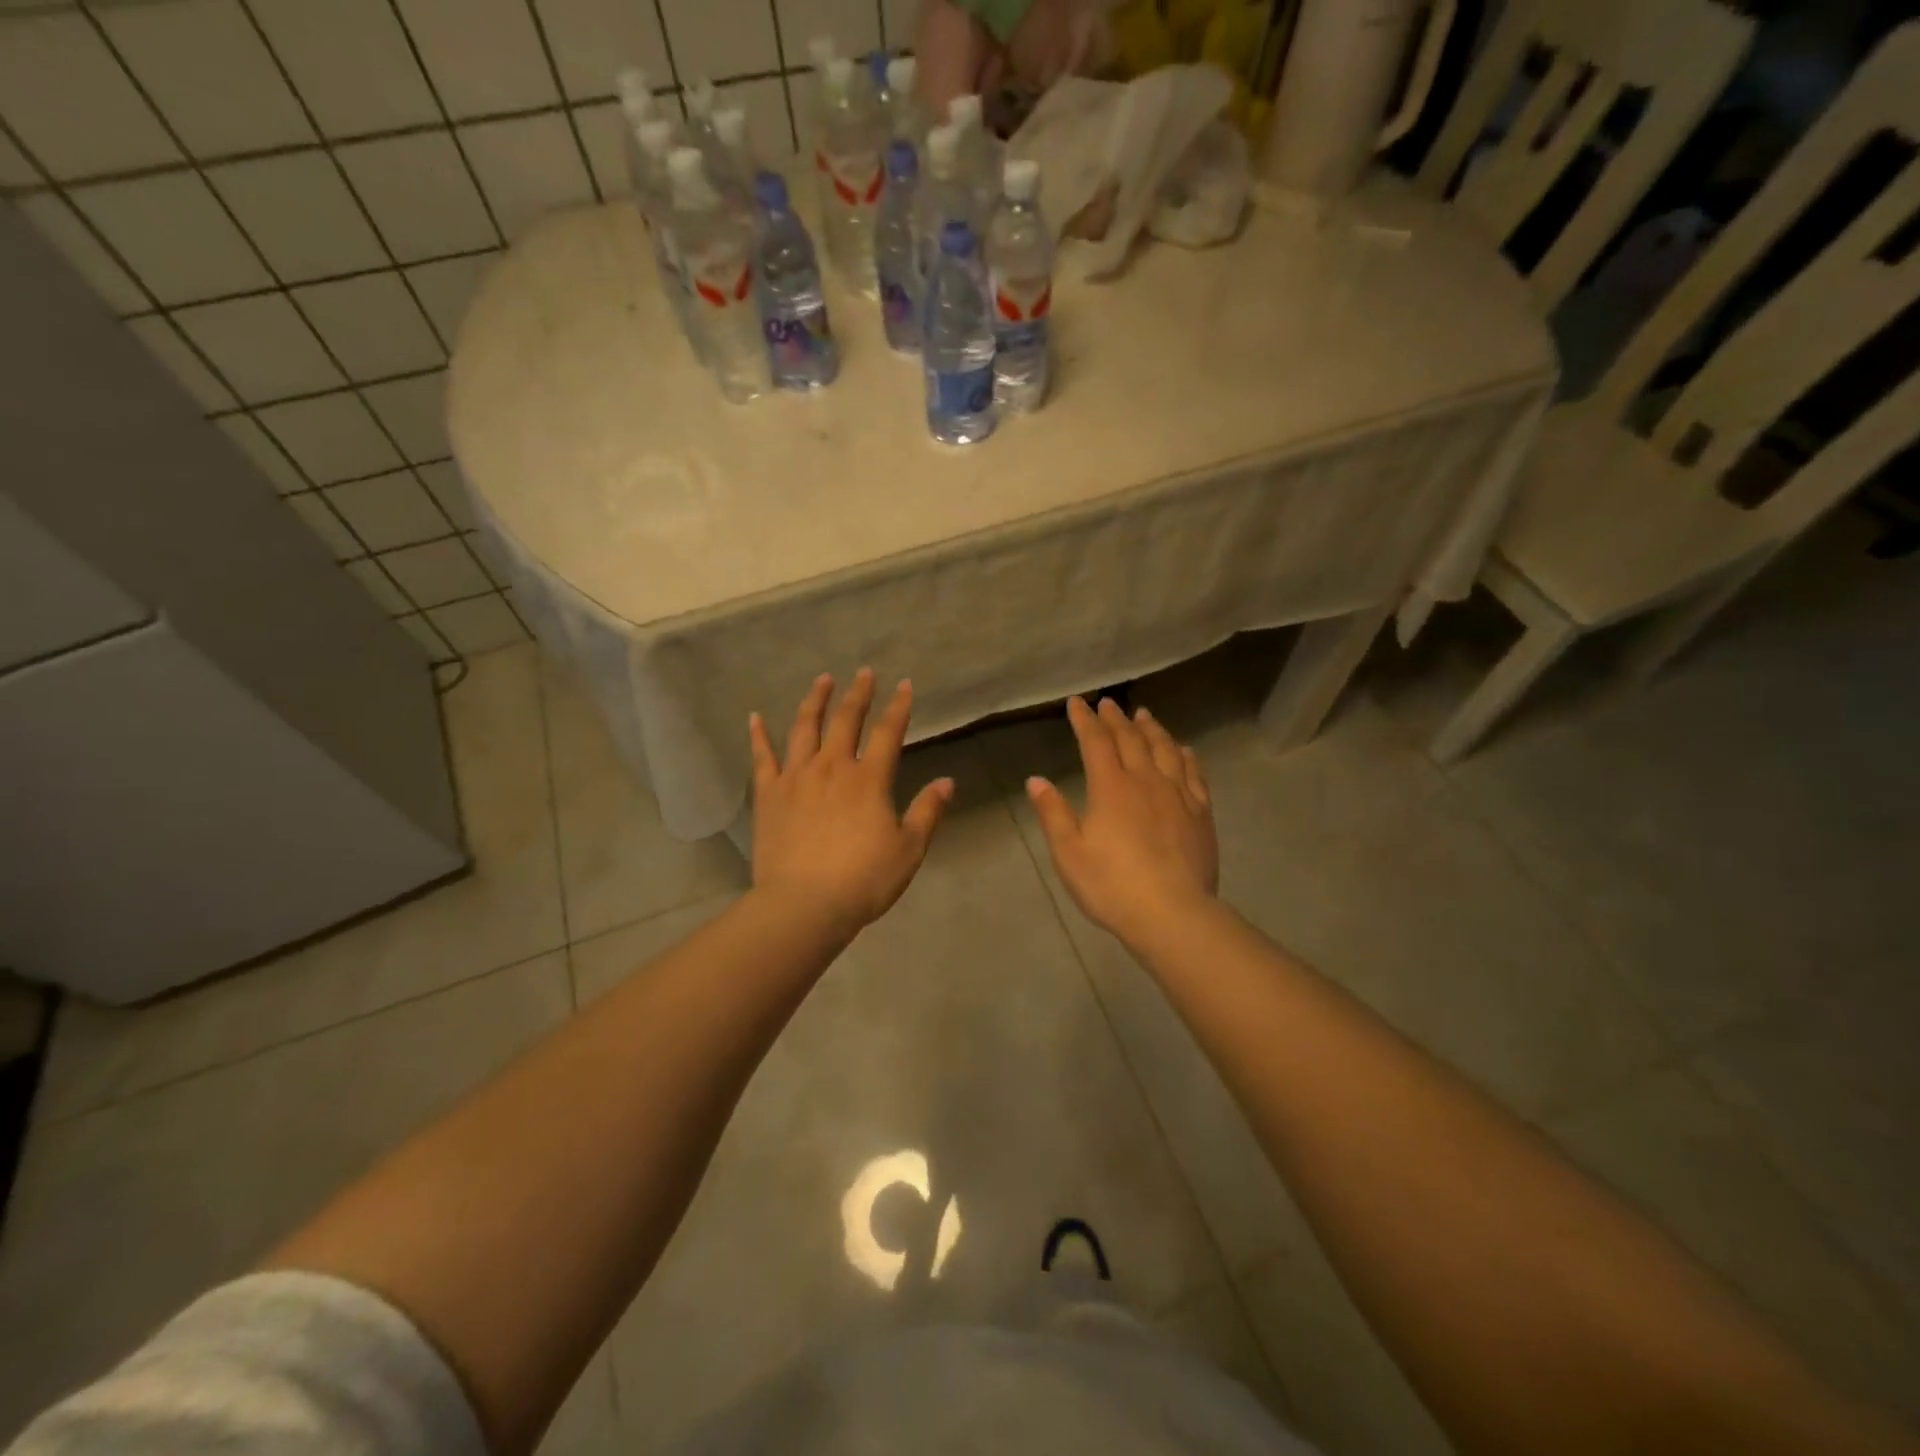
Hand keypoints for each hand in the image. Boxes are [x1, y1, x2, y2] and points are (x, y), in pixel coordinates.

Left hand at [749, 670, 954, 936]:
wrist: (804, 905)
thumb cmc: (863, 880)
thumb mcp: (908, 849)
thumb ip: (927, 812)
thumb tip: (947, 781)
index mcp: (869, 780)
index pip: (889, 733)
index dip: (898, 707)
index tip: (903, 685)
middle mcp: (832, 768)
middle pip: (846, 721)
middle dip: (858, 694)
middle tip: (863, 673)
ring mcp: (796, 778)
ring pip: (804, 728)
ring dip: (814, 701)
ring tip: (822, 680)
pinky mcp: (769, 795)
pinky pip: (762, 757)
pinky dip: (758, 735)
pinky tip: (754, 717)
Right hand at [1026, 697, 1217, 945]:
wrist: (1173, 914)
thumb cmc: (1112, 885)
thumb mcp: (1069, 853)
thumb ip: (1053, 813)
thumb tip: (1036, 780)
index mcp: (1110, 788)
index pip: (1095, 742)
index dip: (1085, 720)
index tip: (1077, 702)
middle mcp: (1145, 781)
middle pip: (1130, 739)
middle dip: (1115, 718)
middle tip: (1108, 703)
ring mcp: (1177, 795)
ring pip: (1165, 749)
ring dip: (1151, 729)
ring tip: (1144, 715)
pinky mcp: (1200, 813)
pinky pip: (1193, 773)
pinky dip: (1185, 755)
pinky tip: (1183, 750)